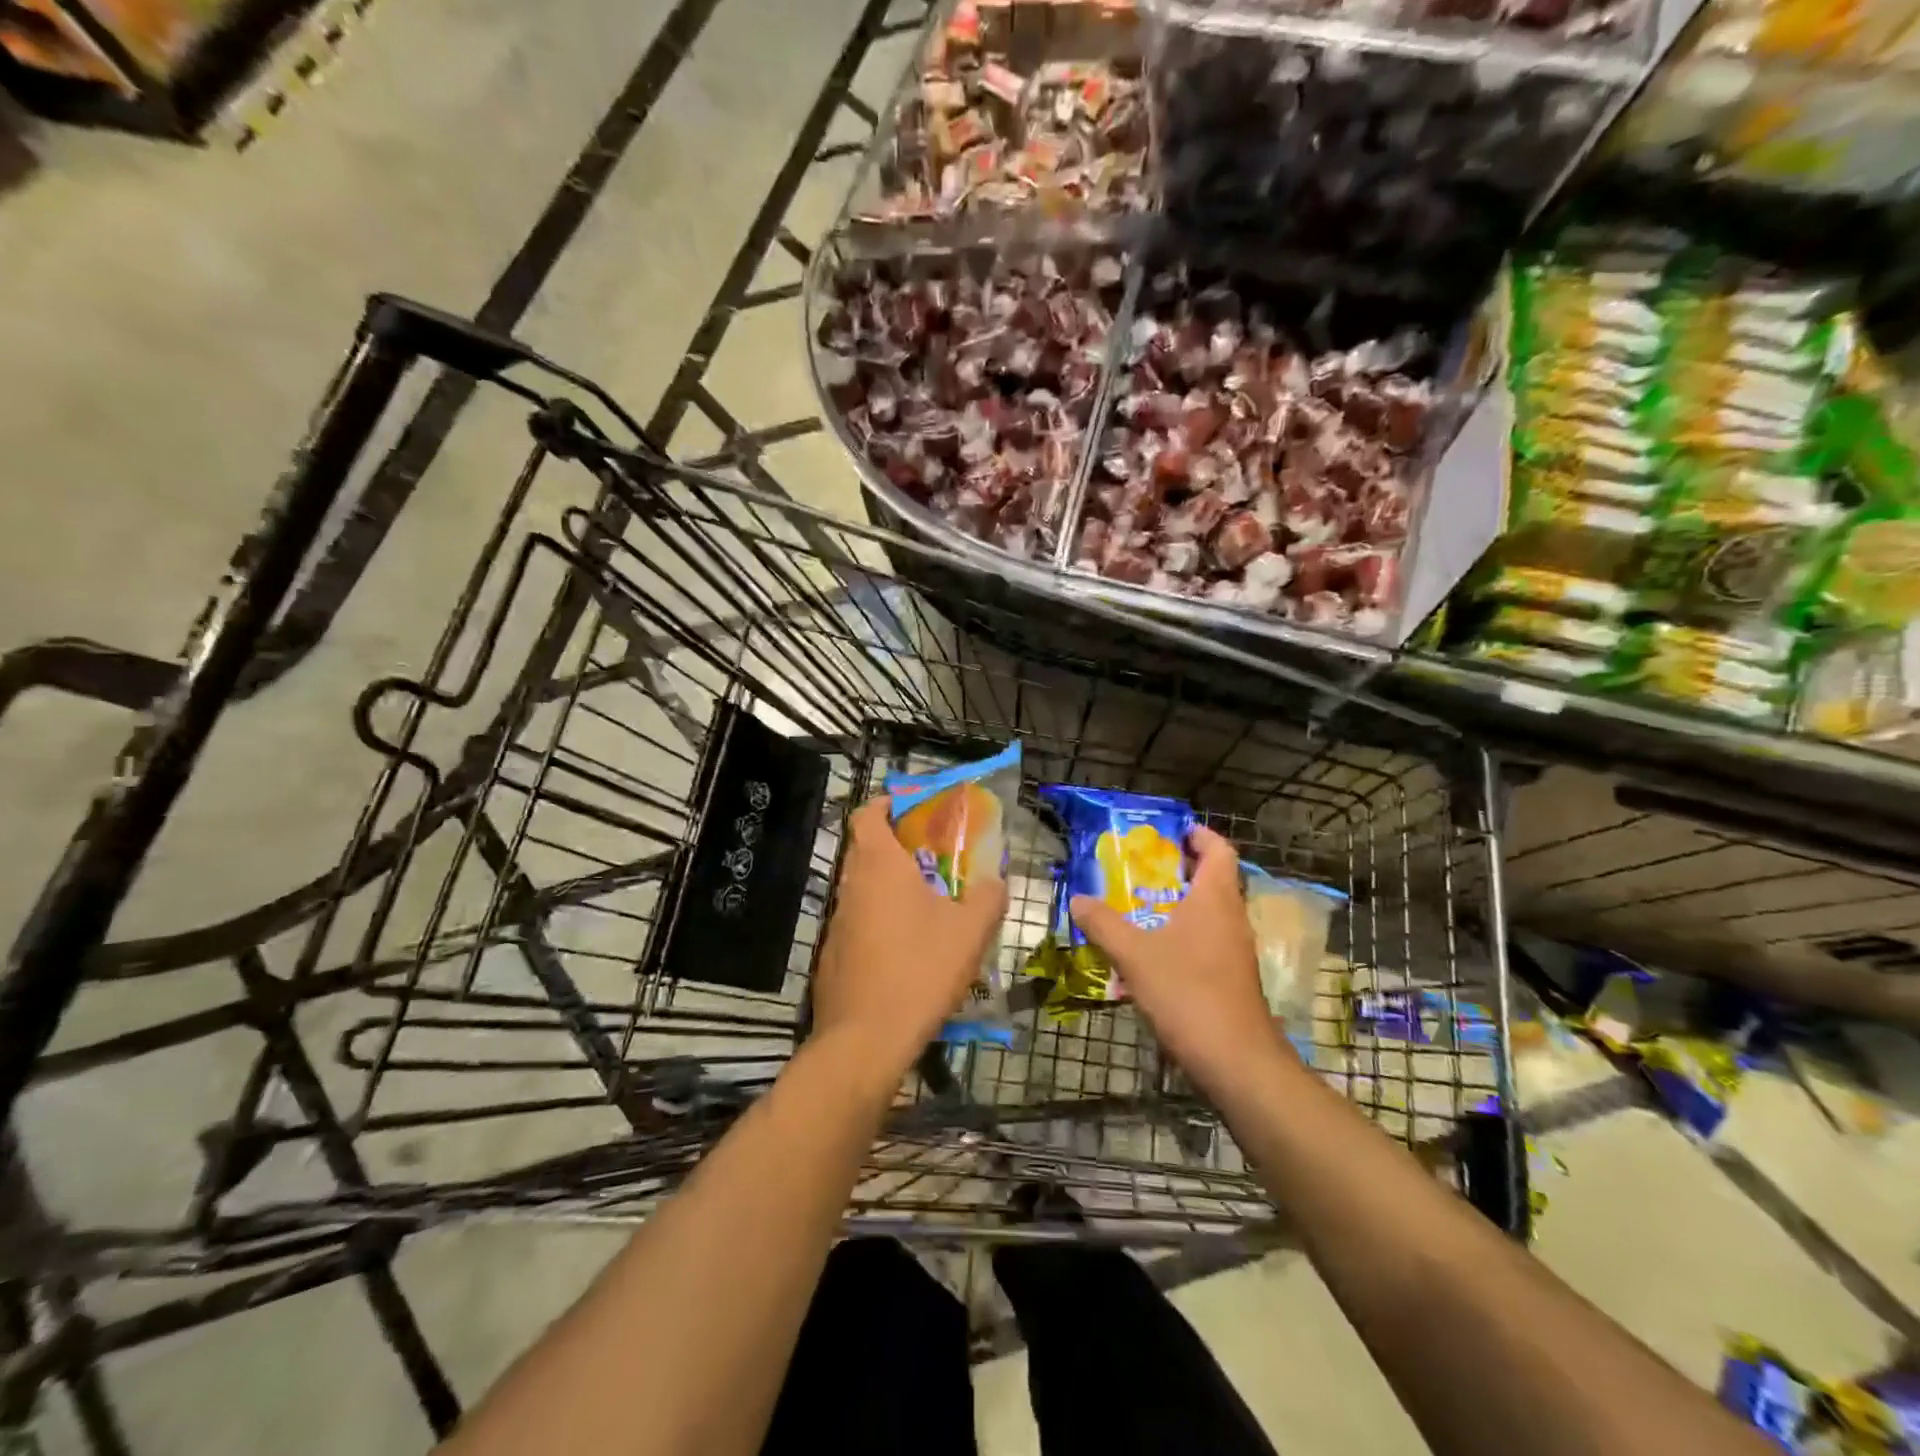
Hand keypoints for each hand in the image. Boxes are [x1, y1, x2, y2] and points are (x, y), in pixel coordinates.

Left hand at [810, 795, 1008, 1082]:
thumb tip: (996, 881)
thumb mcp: (969, 932)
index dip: (885, 804)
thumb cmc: (920, 970)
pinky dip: (879, 921)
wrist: (866, 1038)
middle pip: (866, 849)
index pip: (867, 814)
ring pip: (863, 888)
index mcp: (879, 866)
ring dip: (890, 887)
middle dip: (897, 847)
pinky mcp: (833, 954)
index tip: (910, 809)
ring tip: (928, 904)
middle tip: (934, 857)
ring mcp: (837, 921)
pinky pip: (858, 923)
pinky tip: (907, 948)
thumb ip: (987, 897)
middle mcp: (851, 885)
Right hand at [1069, 824, 1280, 1090]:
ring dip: (1177, 904)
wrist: (1236, 1060)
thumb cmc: (1188, 993)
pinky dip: (1181, 935)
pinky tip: (1150, 953)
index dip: (1198, 835)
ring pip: (1208, 913)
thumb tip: (1078, 899)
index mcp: (1215, 899)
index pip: (1219, 850)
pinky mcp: (1231, 978)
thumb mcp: (1135, 954)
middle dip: (1176, 869)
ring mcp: (1235, 950)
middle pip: (1211, 879)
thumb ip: (1104, 923)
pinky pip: (1206, 941)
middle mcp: (1231, 918)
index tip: (1170, 831)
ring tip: (1136, 906)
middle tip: (1139, 868)